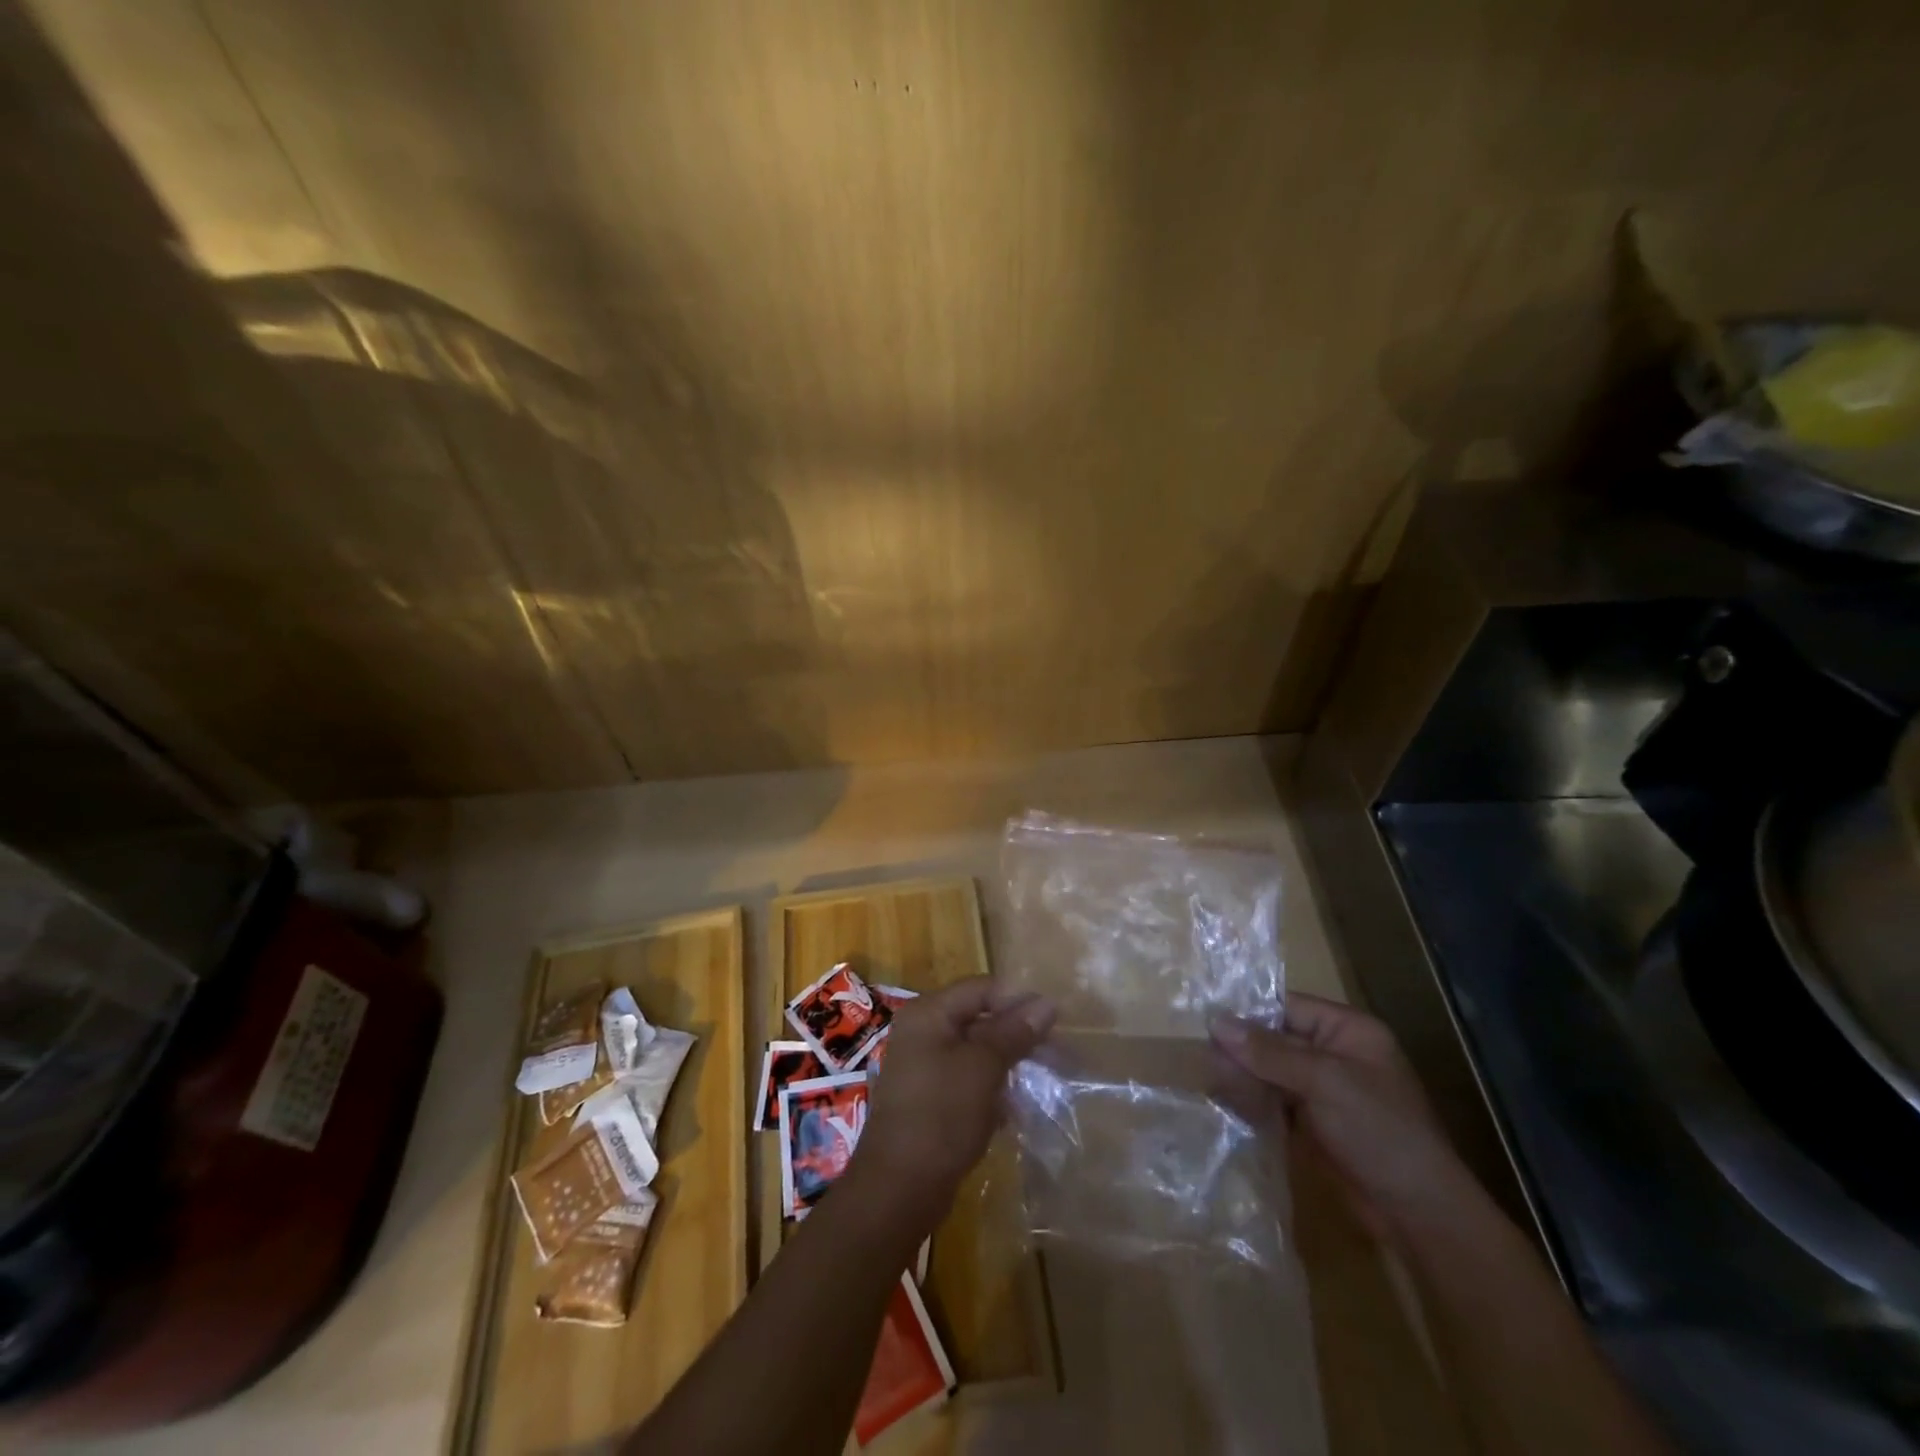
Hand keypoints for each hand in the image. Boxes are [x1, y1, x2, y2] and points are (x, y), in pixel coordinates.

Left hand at [848, 978, 1054, 1232]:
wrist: (898, 1189)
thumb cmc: (941, 1116)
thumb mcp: (983, 1068)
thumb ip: (1014, 1032)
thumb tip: (1047, 1003)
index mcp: (929, 1013)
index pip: (982, 988)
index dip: (1019, 1000)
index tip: (1055, 1023)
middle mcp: (923, 1031)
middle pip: (980, 1018)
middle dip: (1018, 1034)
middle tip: (1057, 1054)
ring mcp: (924, 1066)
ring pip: (977, 1052)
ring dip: (1009, 1063)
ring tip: (1044, 1080)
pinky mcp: (930, 1098)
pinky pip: (968, 1080)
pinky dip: (992, 1088)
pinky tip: (1016, 1108)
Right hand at [1210, 992, 1466, 1243]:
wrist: (1417, 1213)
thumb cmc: (1379, 1131)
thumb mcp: (1324, 1081)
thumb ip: (1269, 1052)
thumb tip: (1216, 1023)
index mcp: (1347, 1030)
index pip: (1286, 1006)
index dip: (1247, 1011)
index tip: (1203, 1017)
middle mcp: (1333, 1054)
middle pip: (1274, 1038)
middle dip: (1239, 1047)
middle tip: (1196, 1052)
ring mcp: (1321, 1090)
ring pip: (1269, 1071)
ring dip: (1240, 1075)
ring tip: (1202, 1077)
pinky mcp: (1311, 1123)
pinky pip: (1272, 1100)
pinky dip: (1249, 1101)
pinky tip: (1221, 1101)